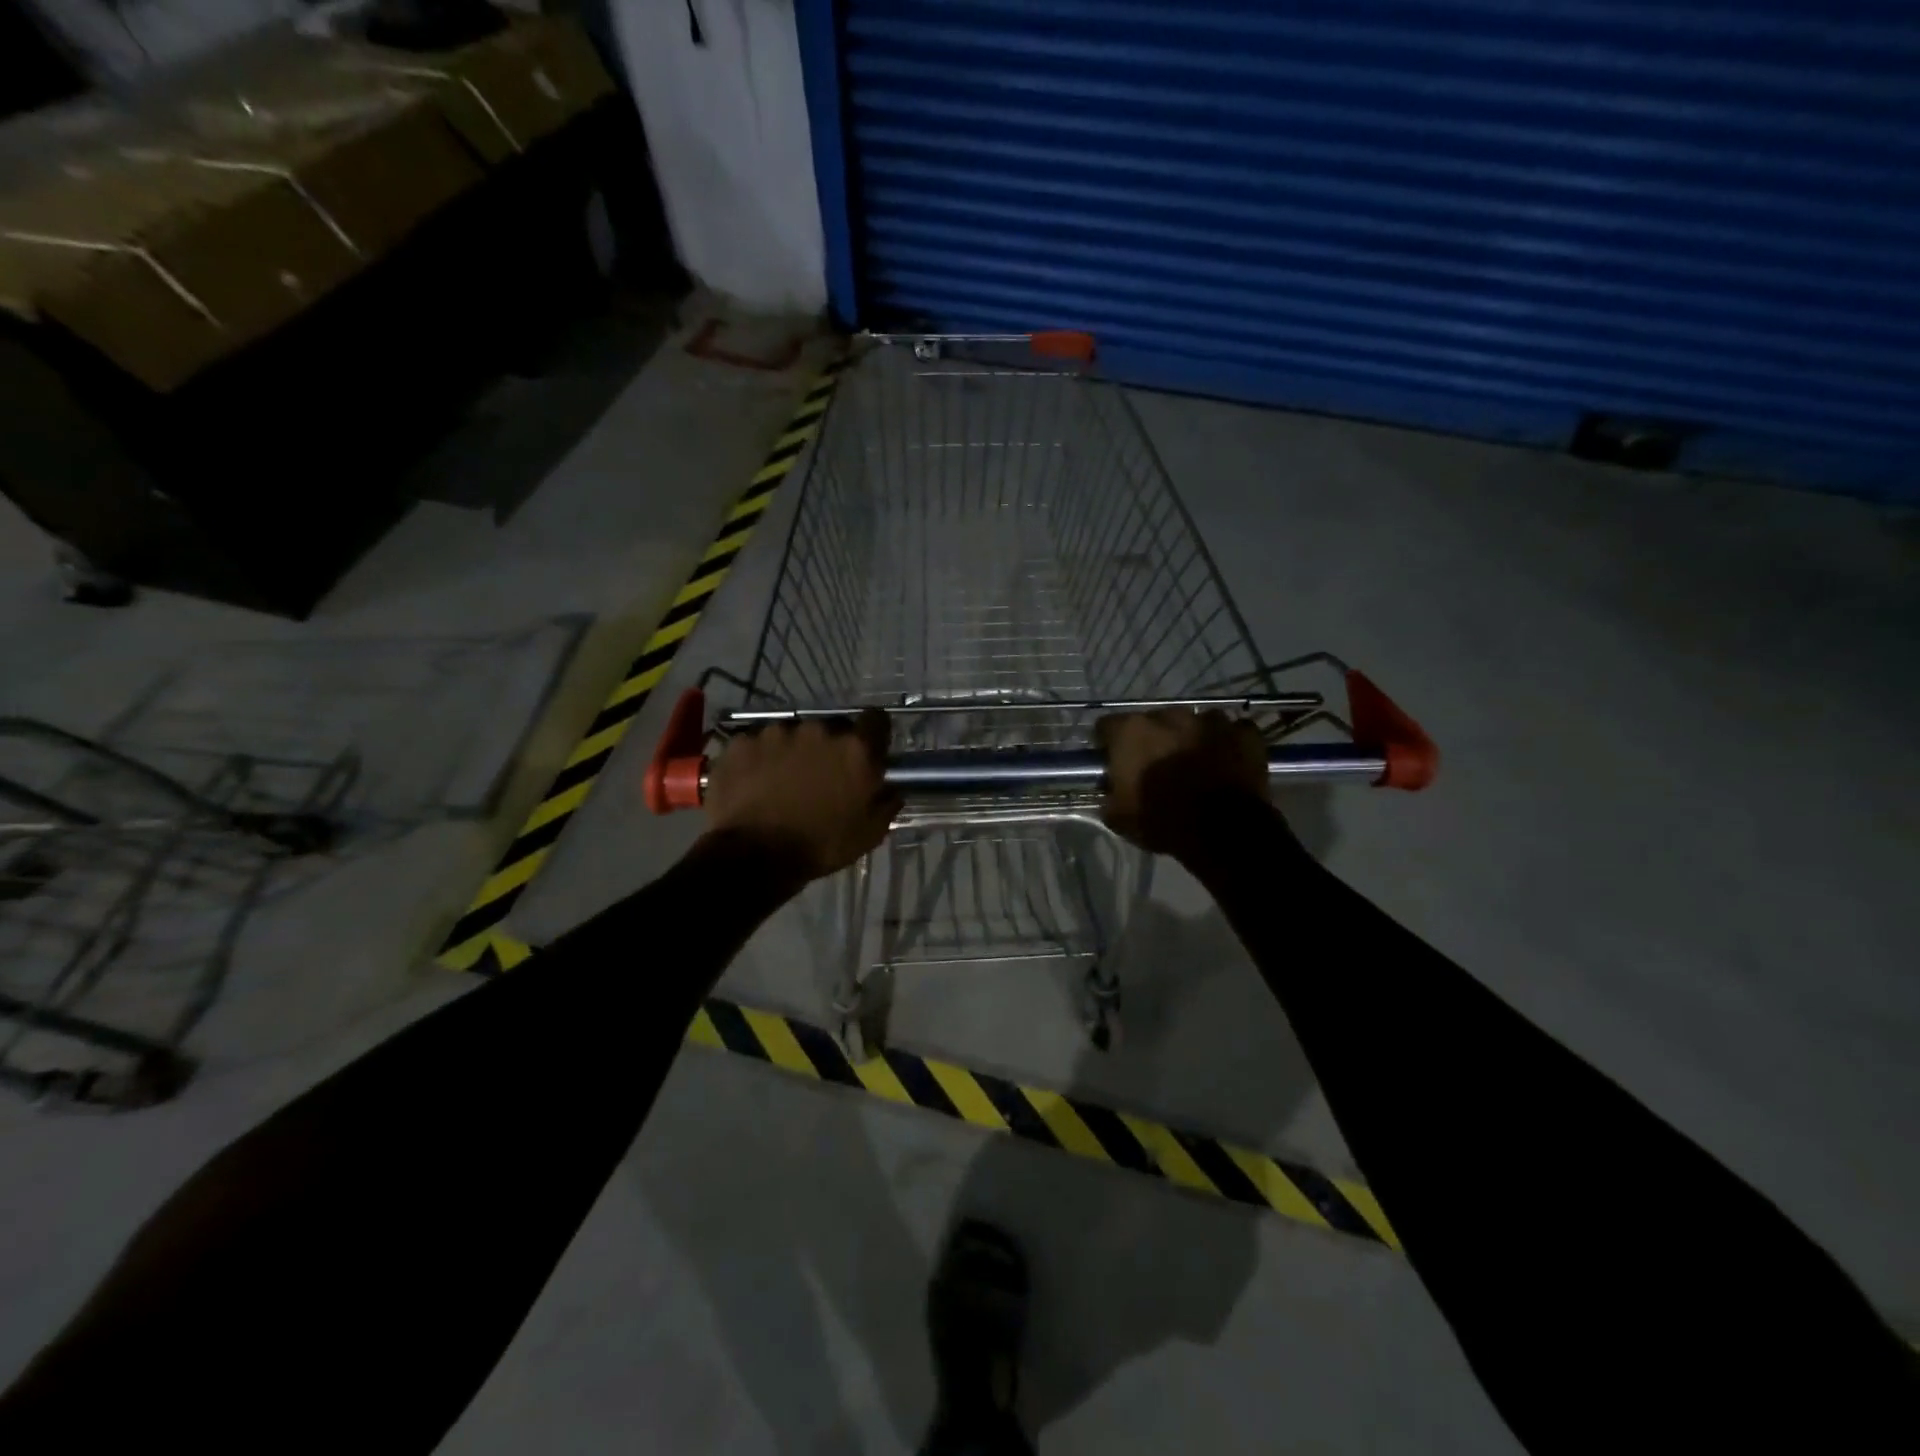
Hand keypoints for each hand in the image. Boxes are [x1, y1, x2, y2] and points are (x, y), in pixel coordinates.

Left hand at [702, 709, 898, 880]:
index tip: (866, 752)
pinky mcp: (742, 742)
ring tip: (782, 782)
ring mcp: (776, 732)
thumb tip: (891, 789)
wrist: (753, 857)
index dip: (872, 735)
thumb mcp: (869, 834)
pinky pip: (757, 744)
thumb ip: (886, 804)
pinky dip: (759, 758)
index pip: (876, 720)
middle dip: (829, 748)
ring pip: (792, 734)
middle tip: (821, 777)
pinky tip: (753, 783)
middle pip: (831, 728)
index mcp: (855, 749)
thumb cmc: (820, 846)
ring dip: (793, 751)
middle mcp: (818, 730)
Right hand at [1096, 709, 1269, 859]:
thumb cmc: (1164, 821)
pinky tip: (1228, 763)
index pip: (1108, 726)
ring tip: (1197, 764)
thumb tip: (1110, 789)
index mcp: (1133, 732)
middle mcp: (1170, 716)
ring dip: (1192, 738)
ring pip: (1195, 723)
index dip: (1109, 744)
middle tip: (1158, 766)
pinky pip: (1233, 732)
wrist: (1225, 832)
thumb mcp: (1119, 818)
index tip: (1113, 761)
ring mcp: (1211, 720)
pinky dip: (1229, 744)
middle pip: (1154, 721)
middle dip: (1154, 739)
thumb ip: (1109, 795)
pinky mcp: (1245, 734)